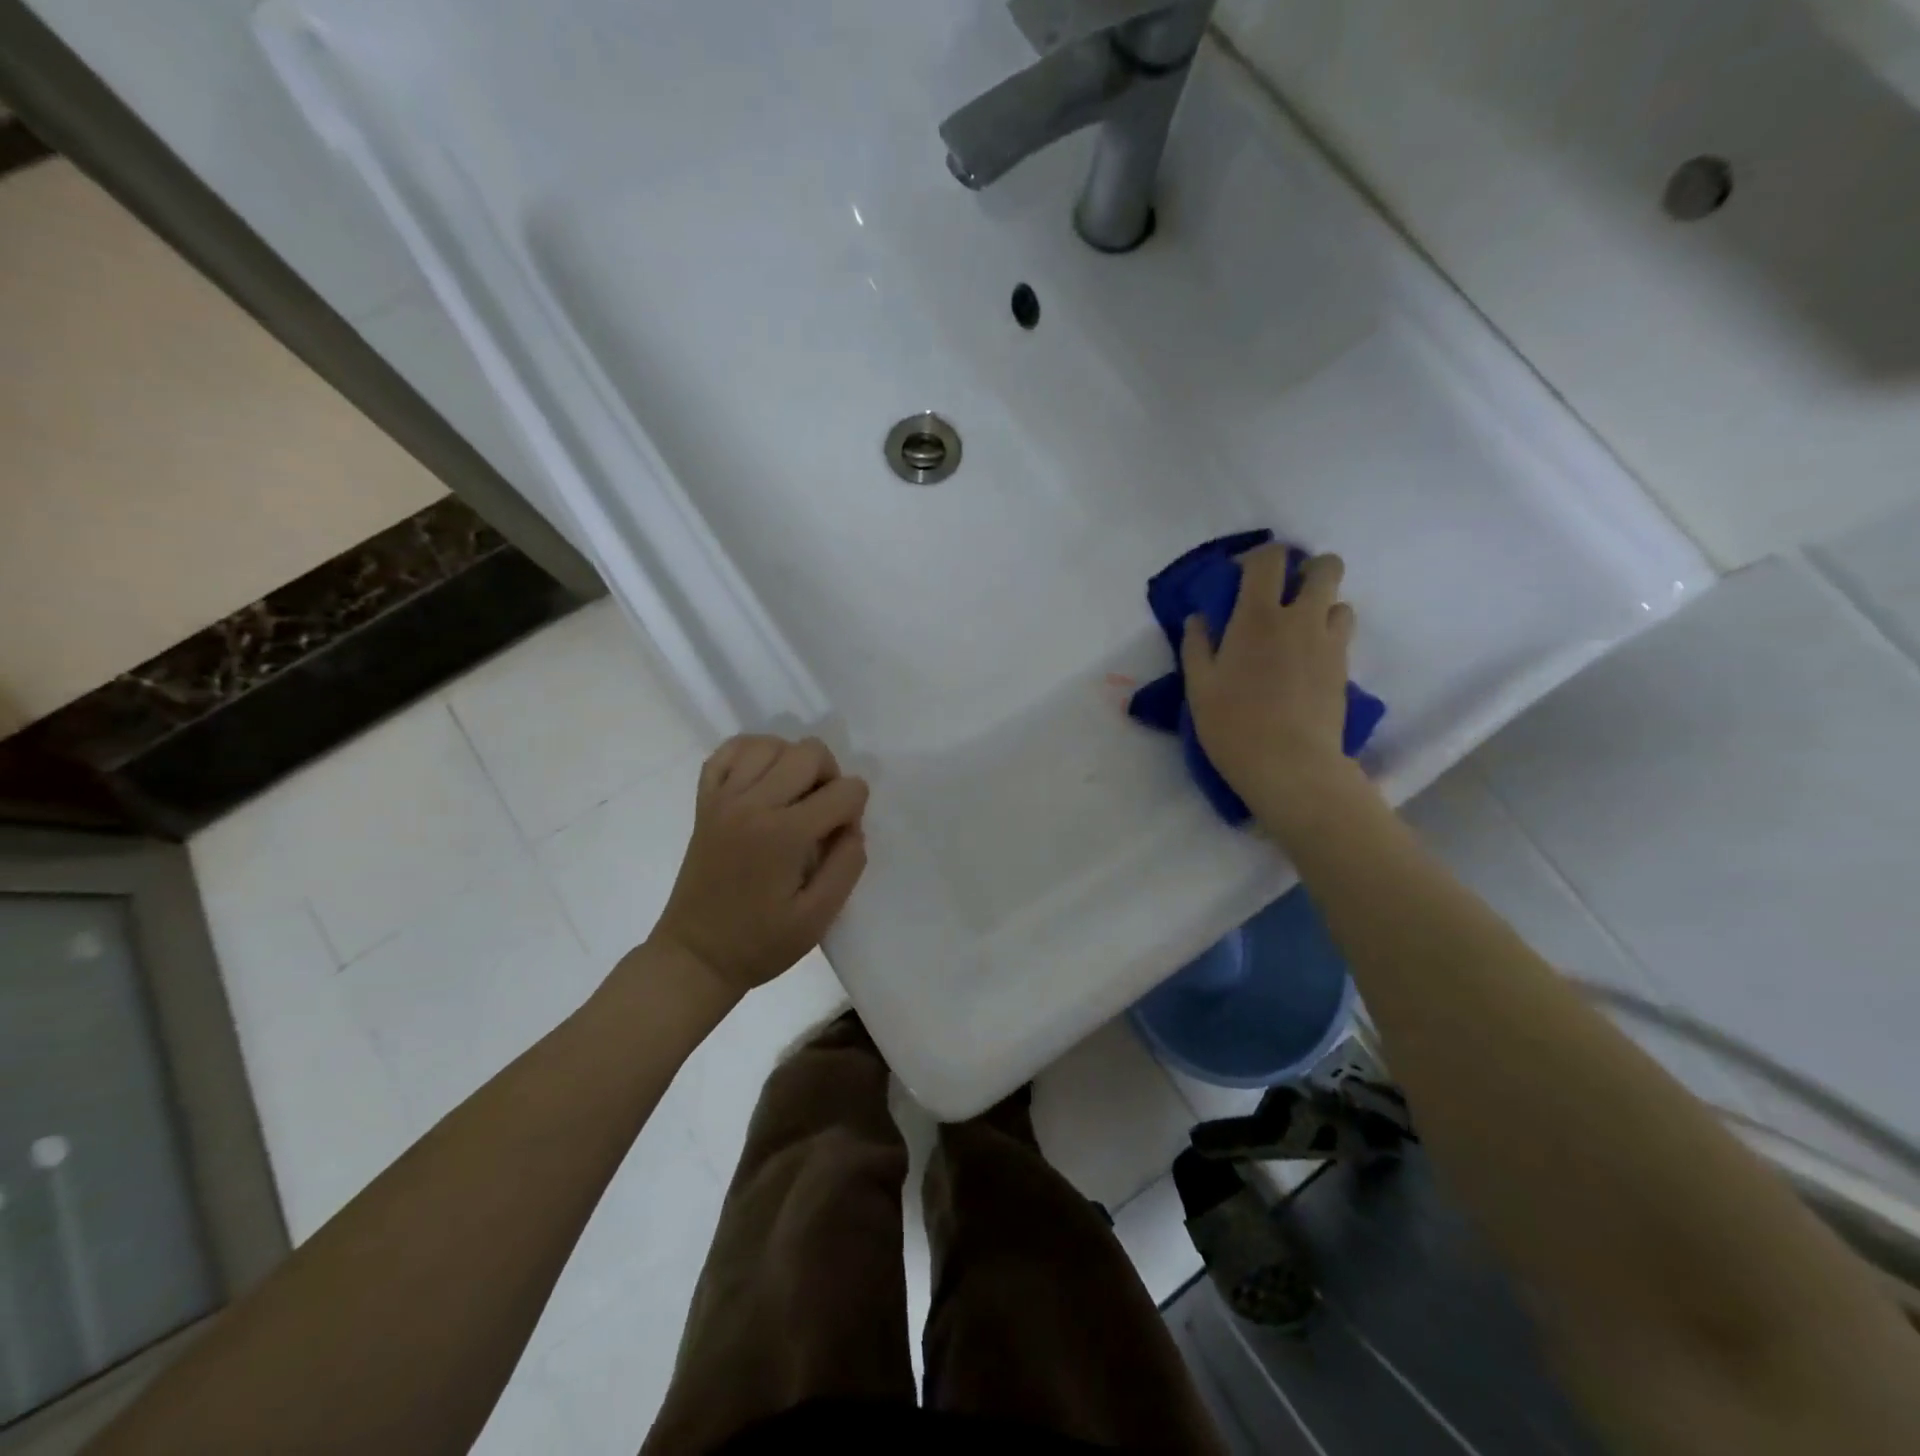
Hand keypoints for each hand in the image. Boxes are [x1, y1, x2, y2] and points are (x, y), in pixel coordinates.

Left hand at [650, 735, 869, 998]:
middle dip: (830, 777)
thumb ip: (847, 866)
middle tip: (822, 815)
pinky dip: (751, 755)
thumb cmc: (760, 943)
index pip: (845, 790)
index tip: (840, 839)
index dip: (855, 811)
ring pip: (770, 743)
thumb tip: (852, 827)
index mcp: (784, 834)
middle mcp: (752, 804)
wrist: (696, 957)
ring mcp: (723, 798)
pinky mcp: (704, 801)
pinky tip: (762, 781)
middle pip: (809, 752)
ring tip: (793, 797)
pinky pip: (728, 752)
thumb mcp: (818, 918)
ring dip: (792, 762)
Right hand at [1182, 545, 1358, 813]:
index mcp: (1257, 617)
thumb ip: (1197, 646)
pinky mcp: (1344, 668)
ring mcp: (1329, 642)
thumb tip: (1198, 619)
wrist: (1290, 765)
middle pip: (1325, 566)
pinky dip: (1327, 635)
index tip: (1241, 578)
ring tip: (1297, 632)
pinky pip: (1342, 634)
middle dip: (1307, 569)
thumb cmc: (1234, 725)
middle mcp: (1300, 618)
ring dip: (1320, 606)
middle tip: (1283, 595)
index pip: (1270, 558)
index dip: (1258, 558)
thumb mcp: (1199, 687)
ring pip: (1340, 600)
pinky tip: (1306, 661)